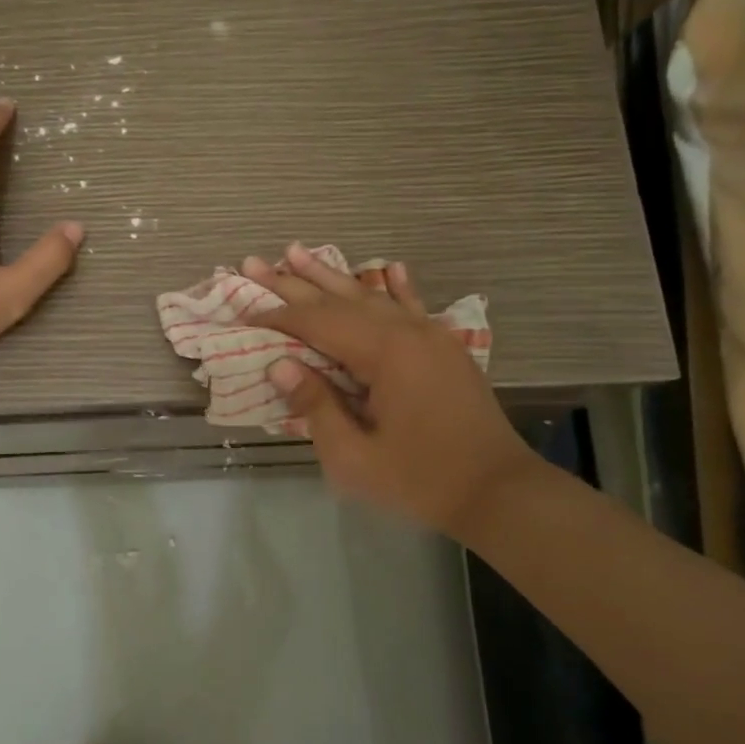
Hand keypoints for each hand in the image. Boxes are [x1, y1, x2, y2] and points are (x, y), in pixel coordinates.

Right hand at [244, 243, 536, 532]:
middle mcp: (406, 332)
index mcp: (384, 354)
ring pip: (371, 297)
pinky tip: (389, 268)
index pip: (318, 324)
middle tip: (254, 262)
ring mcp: (430, 336)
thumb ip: (316, 408)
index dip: (278, 317)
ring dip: (332, 276)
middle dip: (293, 283)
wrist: (500, 492)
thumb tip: (279, 366)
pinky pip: (412, 307)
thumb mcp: (355, 458)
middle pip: (339, 300)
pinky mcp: (444, 349)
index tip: (244, 311)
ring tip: (298, 251)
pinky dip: (395, 287)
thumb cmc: (421, 480)